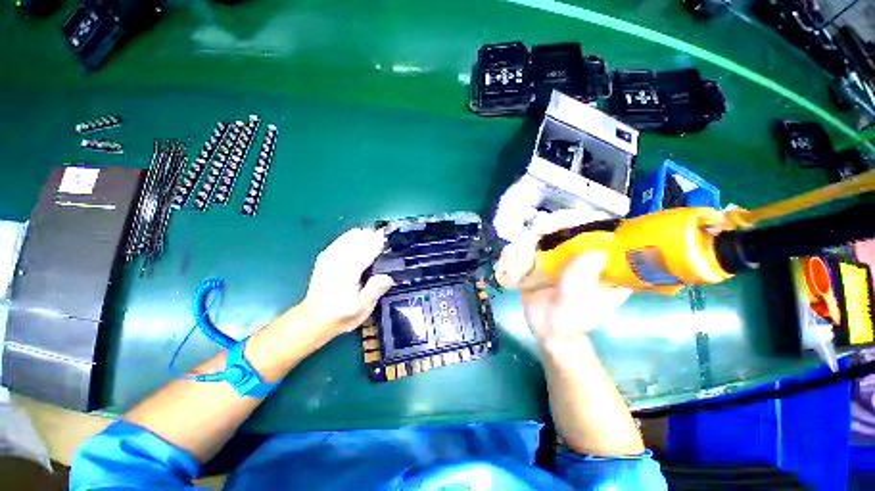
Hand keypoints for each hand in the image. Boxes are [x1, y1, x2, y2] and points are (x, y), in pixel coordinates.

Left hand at [300, 228, 393, 338]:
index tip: (393, 244)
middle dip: (375, 238)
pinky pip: (344, 238)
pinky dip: (355, 238)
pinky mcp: (326, 256)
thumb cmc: (341, 316)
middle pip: (360, 236)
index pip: (367, 247)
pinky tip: (361, 246)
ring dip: (366, 237)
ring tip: (376, 247)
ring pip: (352, 234)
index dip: (381, 242)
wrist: (313, 319)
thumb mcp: (362, 309)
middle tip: (386, 248)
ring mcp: (329, 255)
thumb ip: (375, 290)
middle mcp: (337, 258)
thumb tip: (389, 276)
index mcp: (347, 271)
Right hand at [497, 210, 631, 342]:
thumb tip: (594, 252)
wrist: (547, 331)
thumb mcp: (575, 308)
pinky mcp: (533, 256)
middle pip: (556, 222)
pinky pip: (515, 246)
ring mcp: (552, 251)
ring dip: (519, 253)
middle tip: (527, 259)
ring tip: (520, 277)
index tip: (551, 230)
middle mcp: (575, 249)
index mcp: (599, 258)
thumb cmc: (567, 324)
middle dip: (536, 237)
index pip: (593, 224)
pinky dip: (508, 259)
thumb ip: (580, 284)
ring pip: (530, 233)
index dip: (574, 218)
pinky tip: (513, 276)